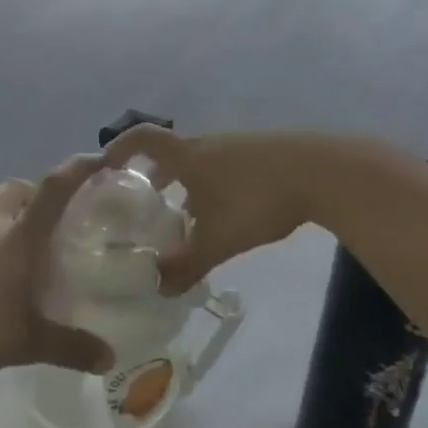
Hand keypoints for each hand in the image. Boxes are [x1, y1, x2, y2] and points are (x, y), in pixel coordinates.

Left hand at [0, 156, 115, 379]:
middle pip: (19, 190)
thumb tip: (110, 359)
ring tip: (20, 261)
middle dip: (38, 197)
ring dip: (9, 223)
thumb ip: (69, 348)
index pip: (55, 188)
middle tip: (54, 224)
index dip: (79, 169)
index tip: (101, 158)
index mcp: (20, 235)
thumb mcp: (26, 342)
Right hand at [101, 126, 316, 292]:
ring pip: (200, 162)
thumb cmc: (257, 200)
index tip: (106, 166)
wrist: (320, 171)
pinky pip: (224, 166)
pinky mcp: (263, 153)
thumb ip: (186, 265)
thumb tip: (158, 288)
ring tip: (186, 217)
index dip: (120, 147)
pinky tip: (227, 215)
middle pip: (171, 153)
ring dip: (186, 184)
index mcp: (188, 156)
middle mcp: (208, 144)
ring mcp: (238, 145)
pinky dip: (213, 185)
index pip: (143, 138)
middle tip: (145, 203)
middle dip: (154, 176)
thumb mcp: (218, 241)